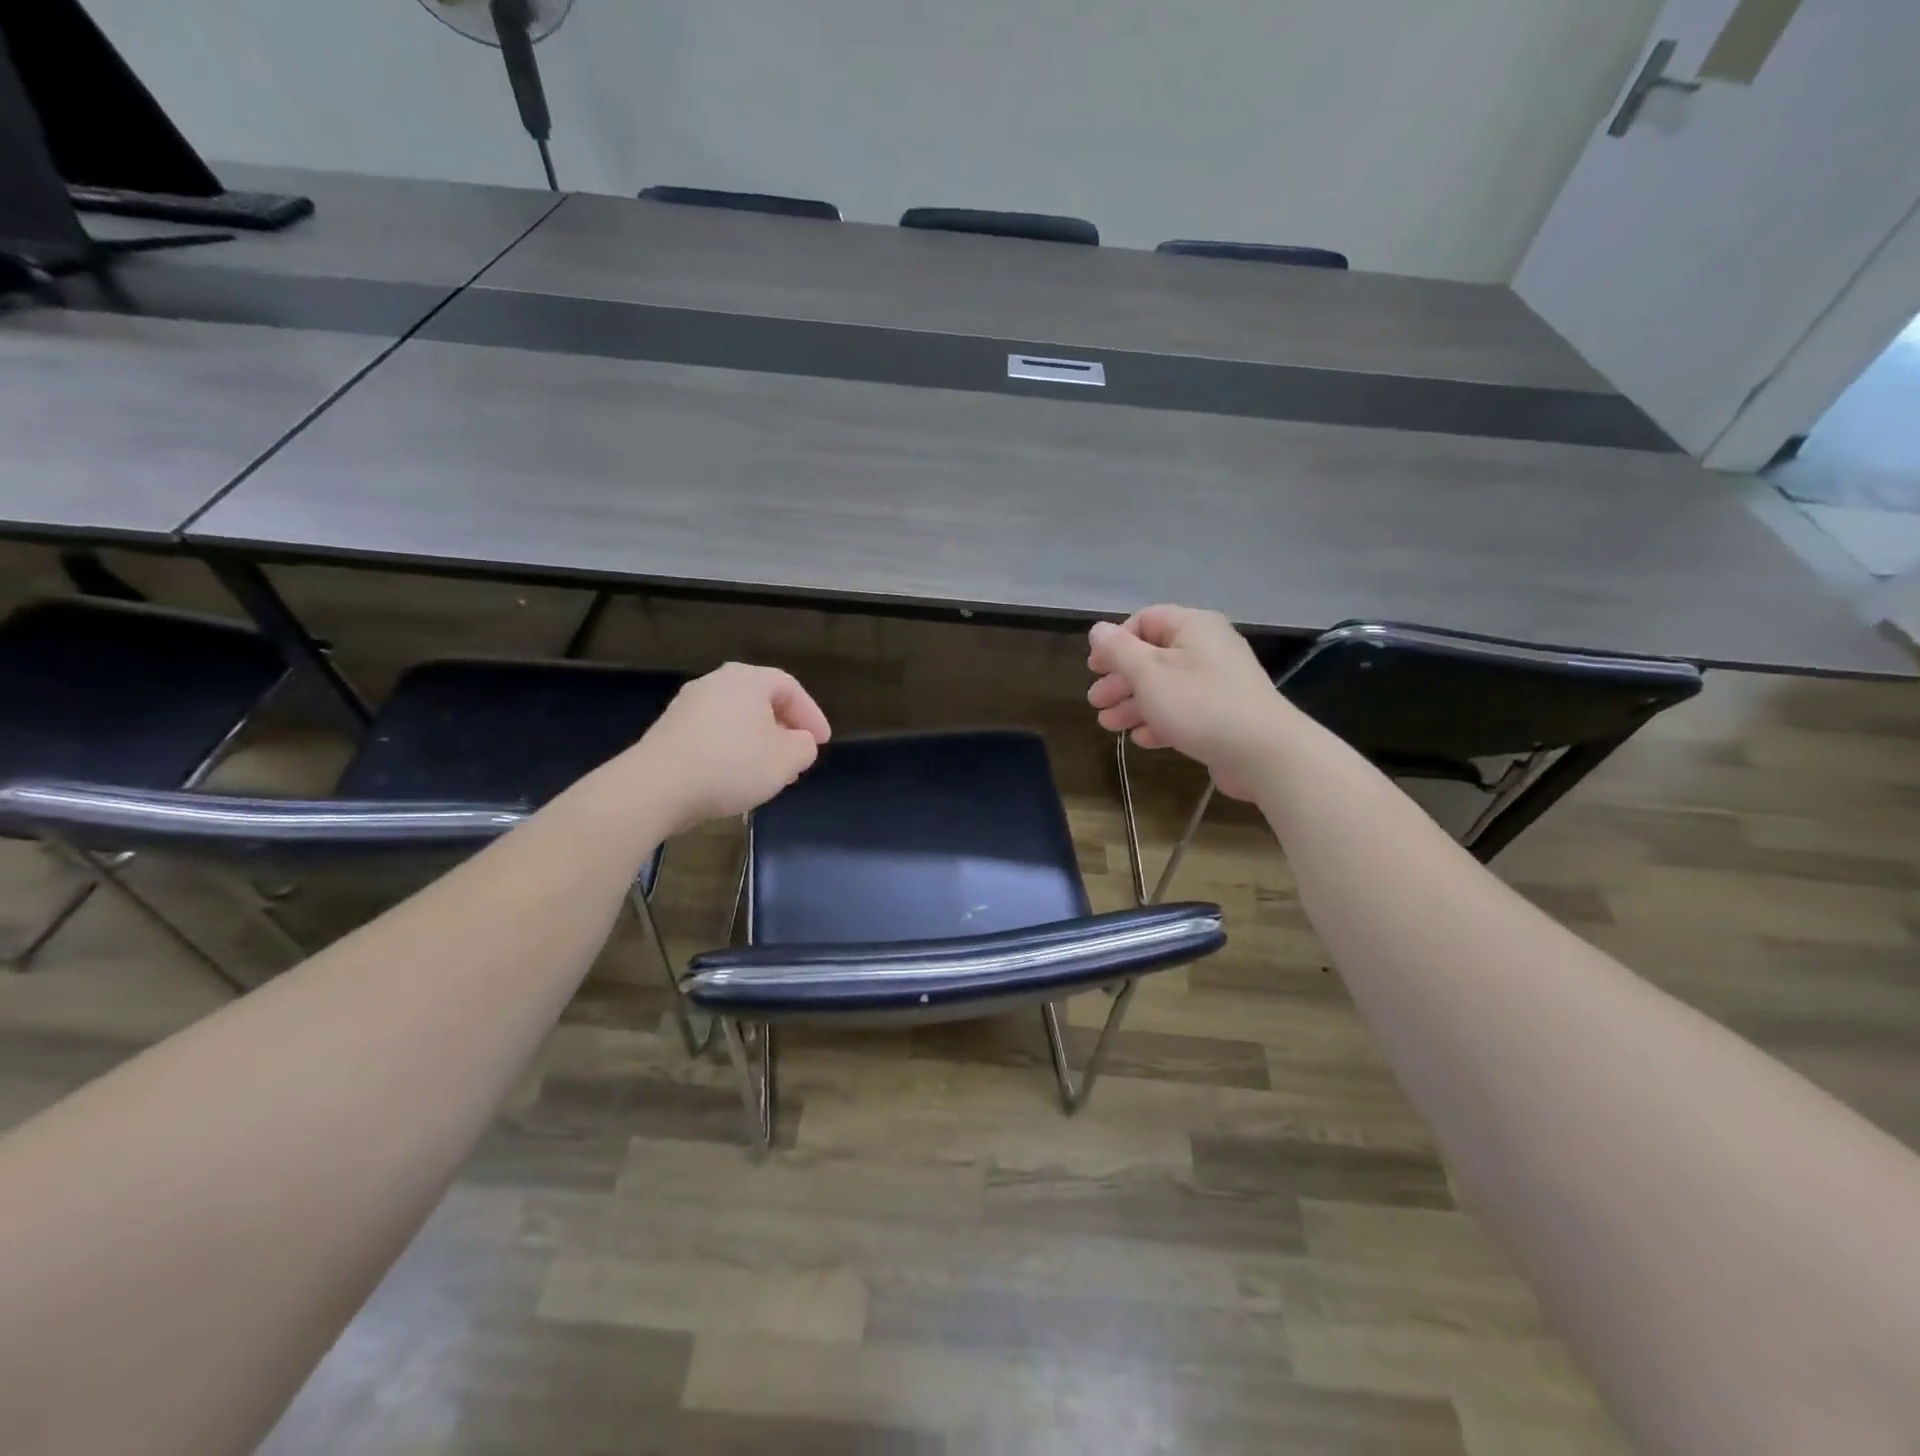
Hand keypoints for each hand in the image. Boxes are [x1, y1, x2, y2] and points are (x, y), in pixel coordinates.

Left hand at [629, 663, 831, 829]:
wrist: (656, 786)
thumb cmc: (731, 764)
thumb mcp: (786, 759)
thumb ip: (804, 747)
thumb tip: (799, 742)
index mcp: (747, 679)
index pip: (790, 688)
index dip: (811, 715)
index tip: (822, 742)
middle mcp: (715, 682)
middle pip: (761, 702)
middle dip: (784, 730)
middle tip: (797, 757)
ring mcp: (688, 706)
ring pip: (737, 720)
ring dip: (758, 744)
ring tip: (769, 773)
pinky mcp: (669, 731)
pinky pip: (713, 735)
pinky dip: (732, 751)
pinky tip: (736, 778)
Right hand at [1087, 606, 1294, 799]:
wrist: (1263, 752)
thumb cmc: (1199, 704)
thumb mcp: (1149, 674)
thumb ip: (1119, 650)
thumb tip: (1098, 629)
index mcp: (1192, 627)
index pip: (1145, 620)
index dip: (1115, 642)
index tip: (1094, 668)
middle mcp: (1207, 648)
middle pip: (1153, 656)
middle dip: (1120, 680)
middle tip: (1096, 702)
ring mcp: (1218, 682)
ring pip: (1166, 686)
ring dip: (1134, 704)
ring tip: (1109, 725)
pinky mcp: (1224, 713)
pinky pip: (1184, 709)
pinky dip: (1160, 720)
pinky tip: (1142, 739)